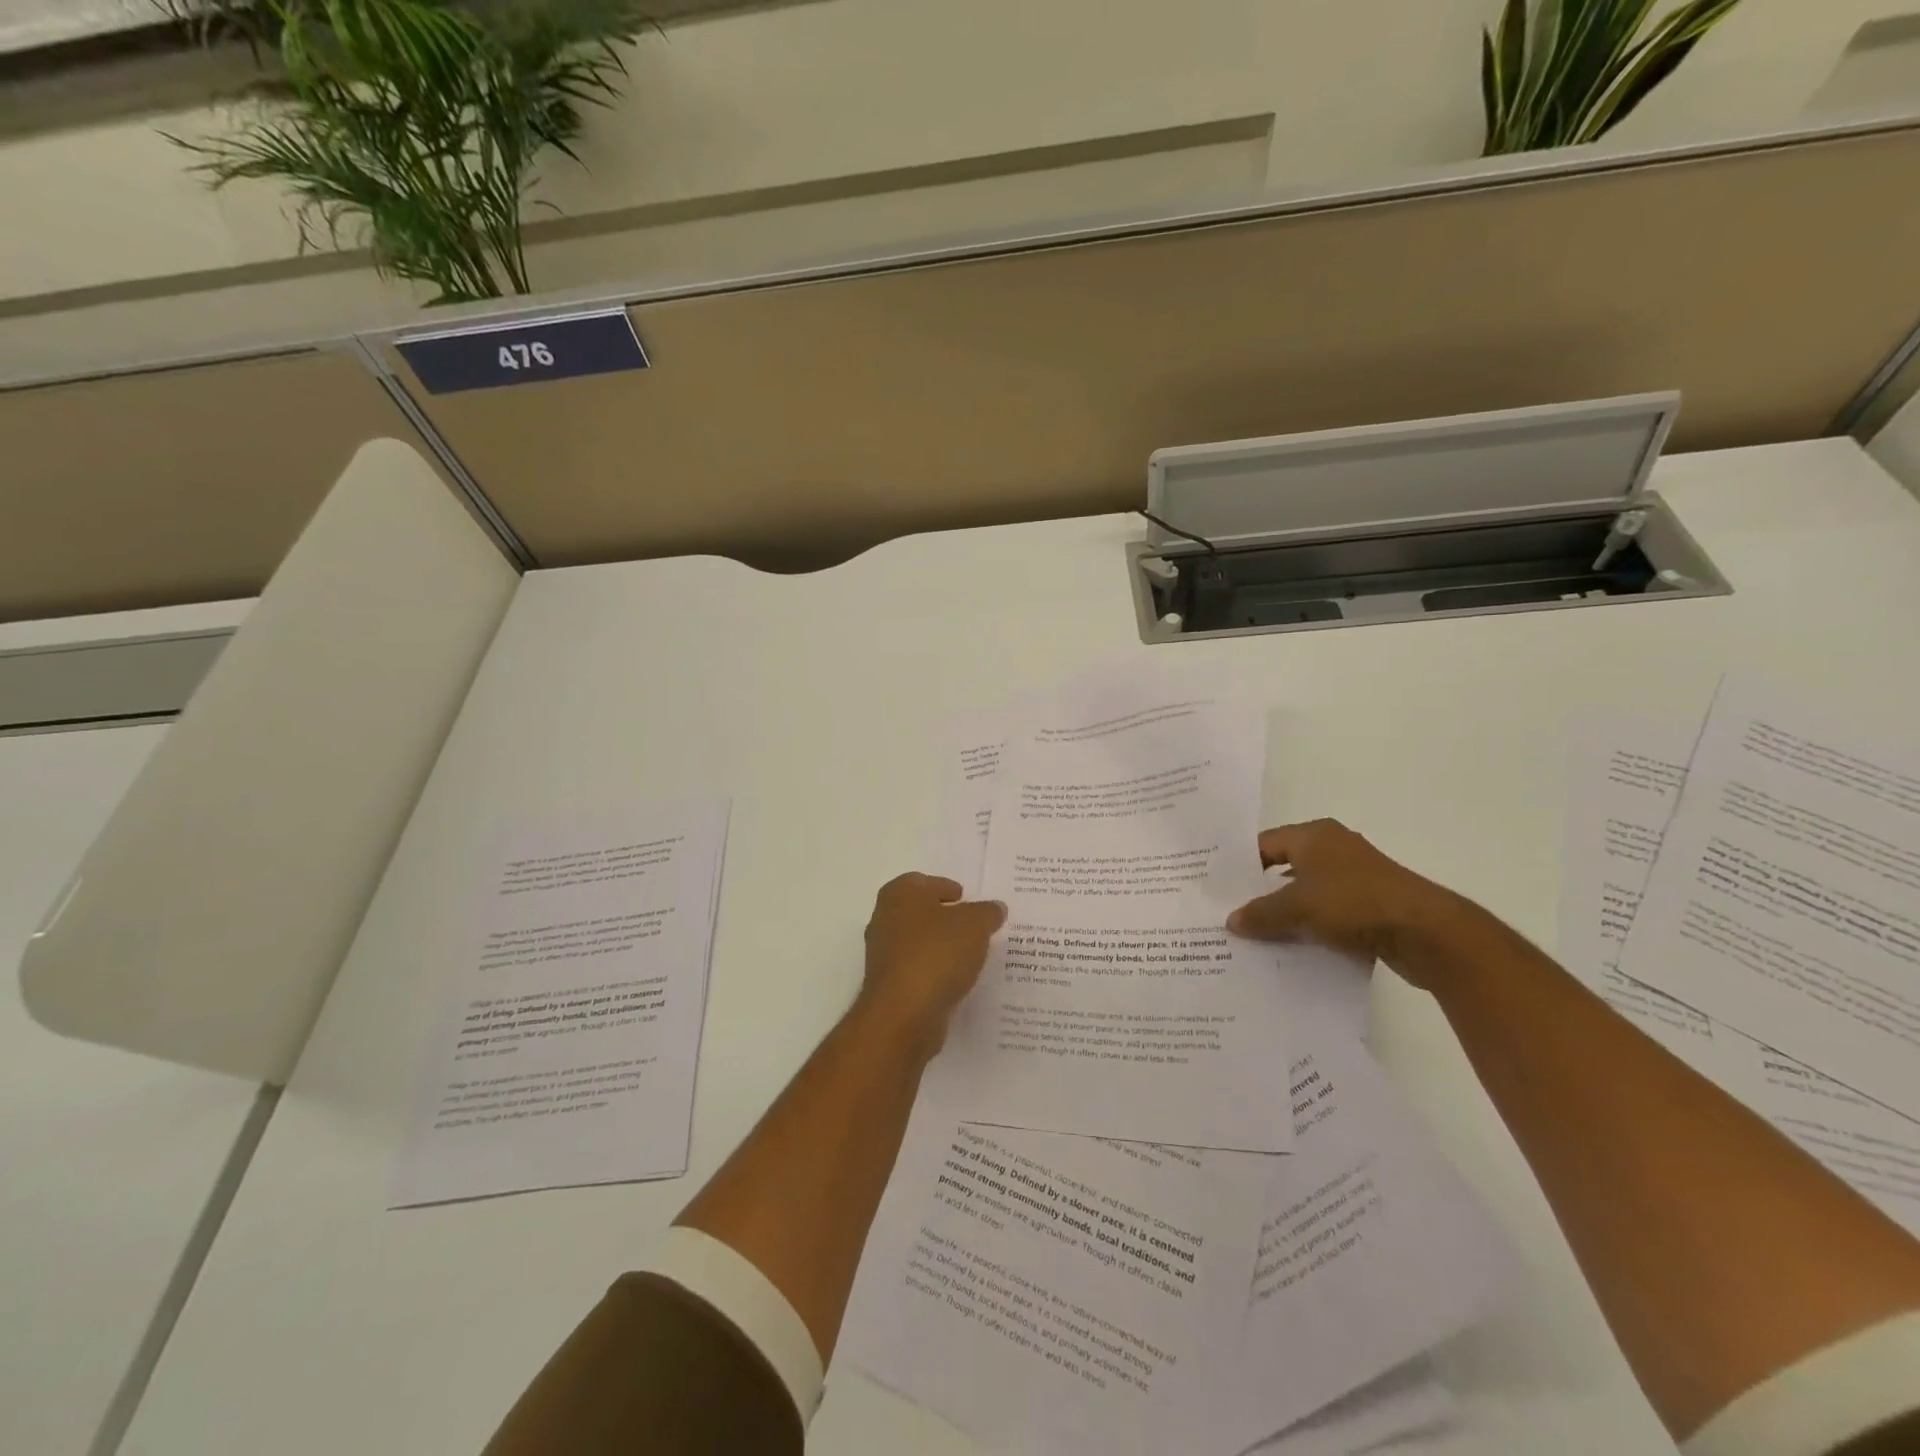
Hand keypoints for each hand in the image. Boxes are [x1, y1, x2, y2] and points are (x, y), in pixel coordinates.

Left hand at [857, 873, 1006, 1054]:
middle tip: (972, 925)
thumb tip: (995, 908)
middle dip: (944, 917)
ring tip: (970, 954)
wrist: (903, 1014)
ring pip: (917, 942)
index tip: (966, 898)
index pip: (922, 882)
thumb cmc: (937, 954)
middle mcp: (884, 919)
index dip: (945, 887)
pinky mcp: (889, 986)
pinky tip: (956, 979)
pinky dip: (934, 971)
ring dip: (940, 946)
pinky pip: (917, 970)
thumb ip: (987, 912)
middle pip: (918, 912)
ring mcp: (883, 954)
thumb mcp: (975, 925)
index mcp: (899, 894)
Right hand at [1226, 819, 1468, 989]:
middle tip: (1231, 913)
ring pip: (1308, 893)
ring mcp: (1357, 877)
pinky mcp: (1372, 905)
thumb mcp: (1296, 908)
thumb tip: (1231, 921)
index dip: (1240, 865)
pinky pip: (1330, 913)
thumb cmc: (1353, 903)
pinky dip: (1313, 927)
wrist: (1426, 933)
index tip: (1218, 889)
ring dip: (1288, 913)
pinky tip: (1295, 949)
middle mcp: (1334, 849)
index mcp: (1314, 835)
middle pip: (1285, 868)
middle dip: (1260, 892)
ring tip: (1257, 936)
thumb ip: (1260, 913)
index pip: (1264, 844)